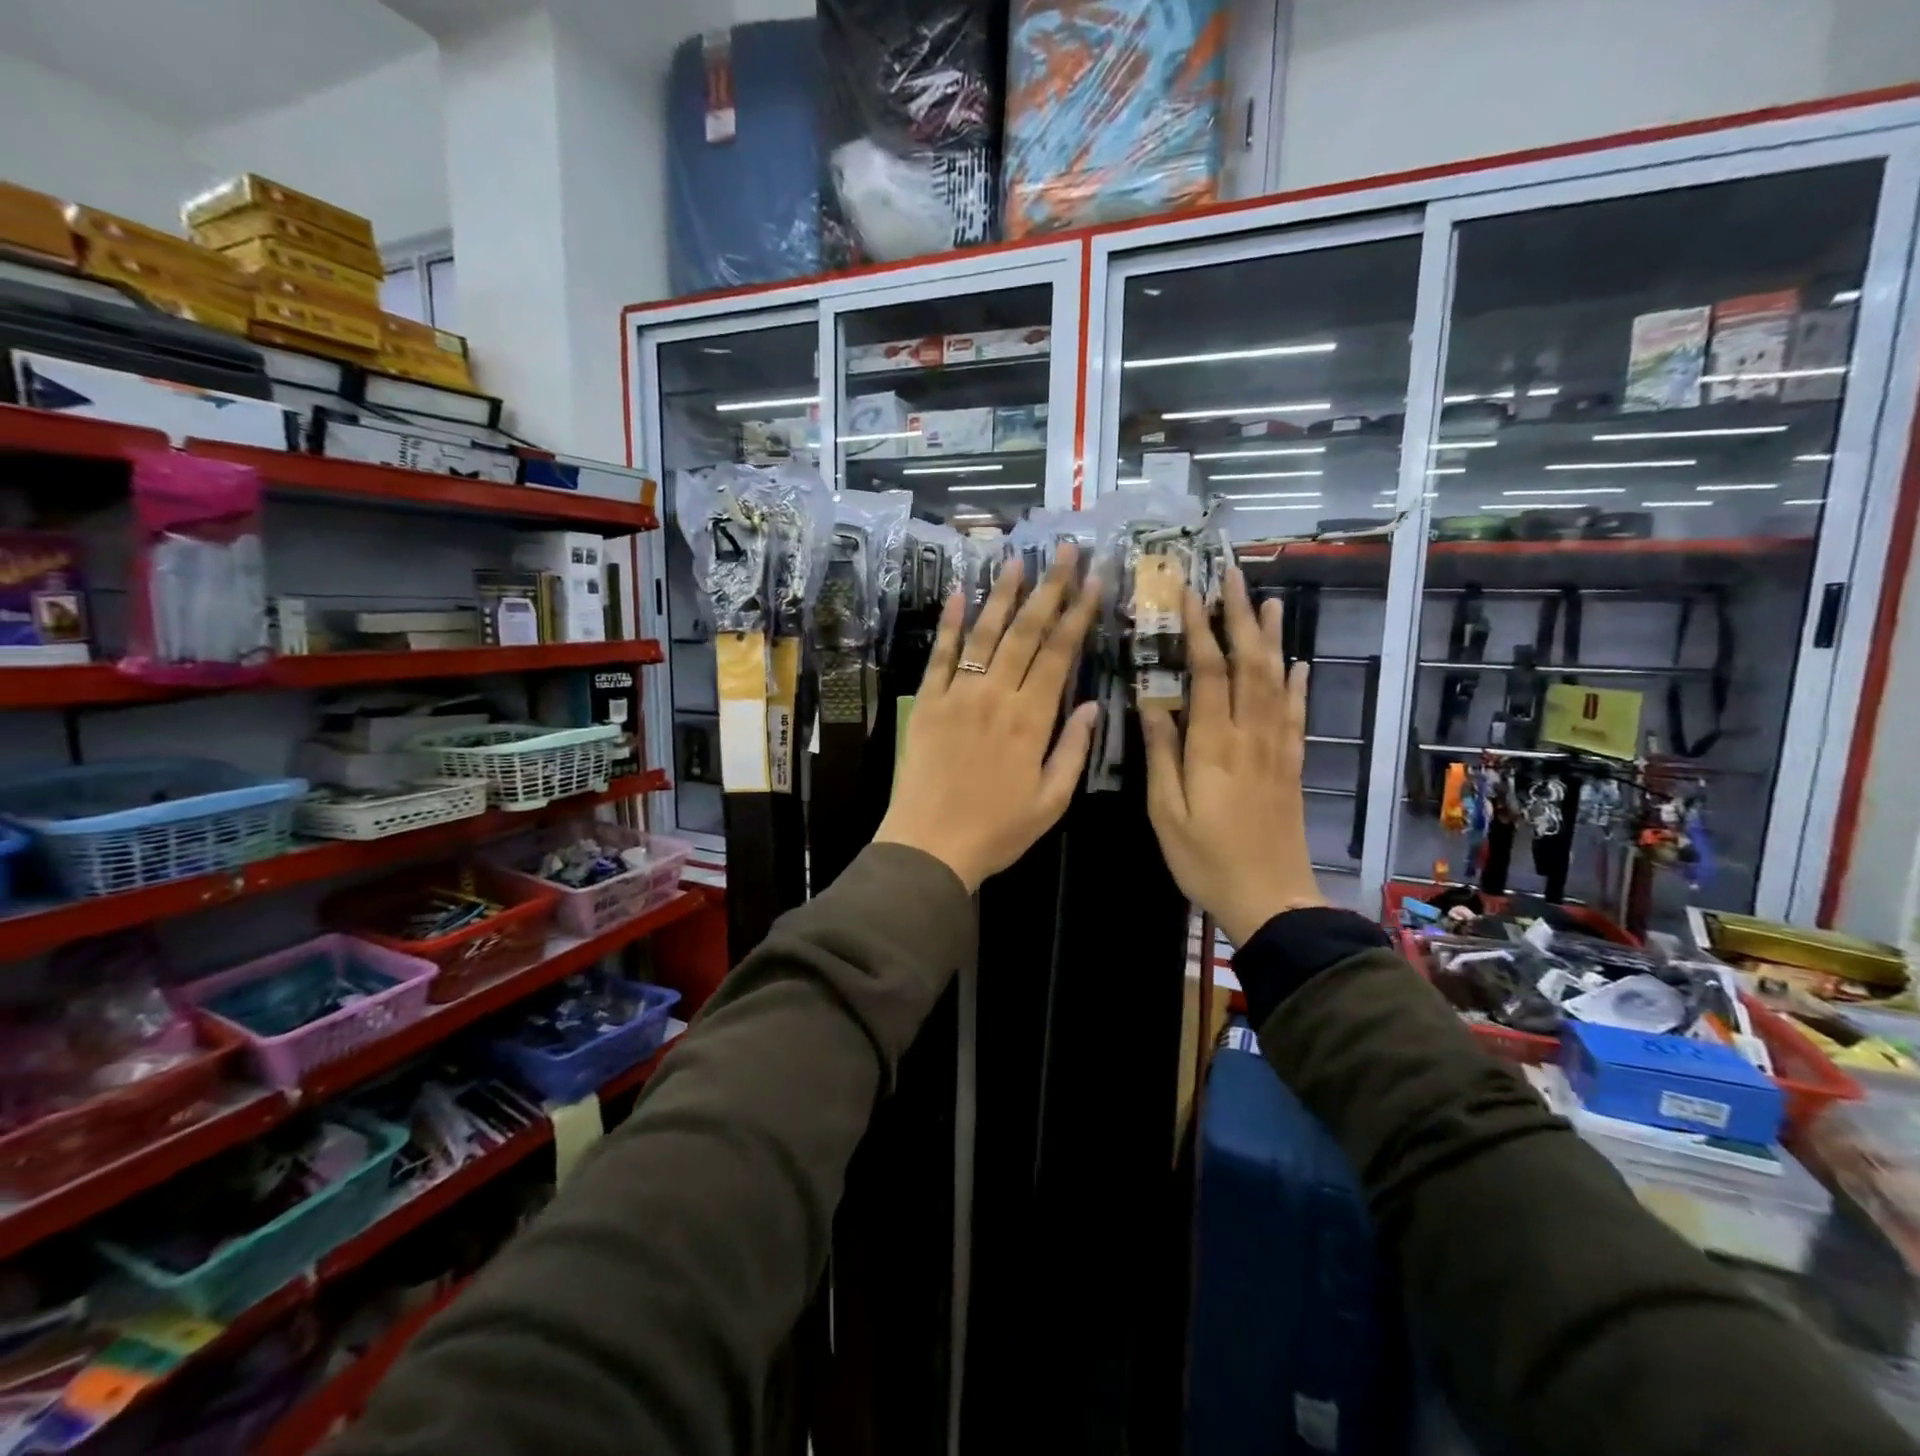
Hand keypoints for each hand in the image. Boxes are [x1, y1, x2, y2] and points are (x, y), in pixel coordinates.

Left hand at [875, 544, 1101, 892]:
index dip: (1079, 614)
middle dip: (1049, 588)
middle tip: (1065, 551)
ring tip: (1017, 559)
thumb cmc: (997, 830)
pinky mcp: (928, 702)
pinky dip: (950, 624)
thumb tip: (1091, 705)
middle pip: (1026, 632)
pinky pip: (941, 655)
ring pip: (985, 634)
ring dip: (1003, 594)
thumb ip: (1073, 750)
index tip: (1094, 580)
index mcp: (1031, 720)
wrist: (929, 845)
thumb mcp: (1051, 802)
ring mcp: (958, 694)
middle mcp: (996, 696)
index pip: (1059, 654)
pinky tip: (960, 594)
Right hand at [1141, 568, 1322, 945]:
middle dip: (1239, 616)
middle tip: (1233, 575)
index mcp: (1213, 744)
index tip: (1189, 592)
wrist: (1270, 898)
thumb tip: (1150, 702)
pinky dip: (1299, 684)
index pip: (1208, 672)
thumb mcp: (1166, 812)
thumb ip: (1161, 754)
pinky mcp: (1292, 764)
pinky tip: (1299, 663)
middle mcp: (1250, 735)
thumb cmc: (1205, 859)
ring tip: (1267, 600)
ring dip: (1271, 638)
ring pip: (1278, 680)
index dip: (1200, 628)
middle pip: (1249, 664)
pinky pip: (1298, 714)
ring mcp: (1277, 747)